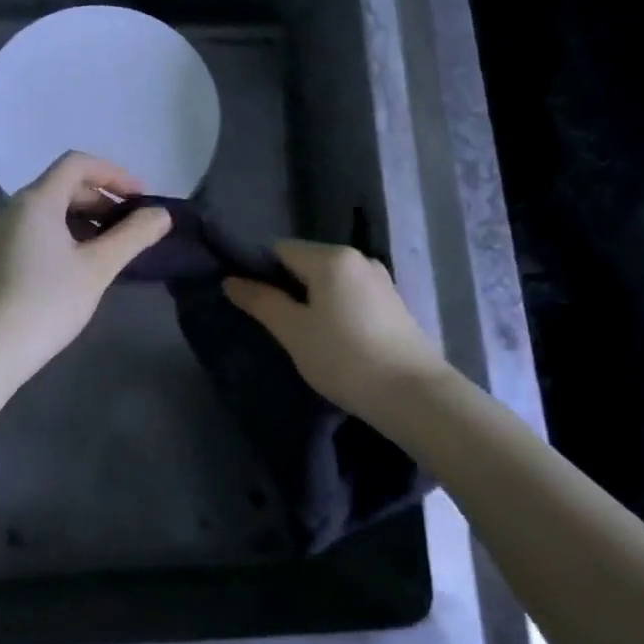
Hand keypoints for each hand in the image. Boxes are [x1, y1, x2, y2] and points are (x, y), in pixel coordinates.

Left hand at [0, 152, 171, 380]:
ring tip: (112, 247)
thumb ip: (133, 236)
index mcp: (36, 201)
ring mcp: (2, 233)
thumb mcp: (98, 268)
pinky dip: (65, 235)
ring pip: (50, 210)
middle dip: (102, 198)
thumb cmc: (47, 302)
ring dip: (85, 219)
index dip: (114, 174)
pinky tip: (82, 265)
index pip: (77, 163)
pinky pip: (37, 230)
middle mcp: (14, 208)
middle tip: (131, 226)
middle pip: (64, 185)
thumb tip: (162, 214)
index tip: (141, 199)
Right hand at [224, 240, 451, 422]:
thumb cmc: (344, 358)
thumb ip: (262, 302)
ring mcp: (379, 279)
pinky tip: (333, 337)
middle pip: (306, 261)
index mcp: (331, 257)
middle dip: (286, 286)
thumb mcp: (294, 332)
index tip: (251, 302)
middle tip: (274, 324)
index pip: (281, 249)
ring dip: (311, 299)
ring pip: (329, 280)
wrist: (413, 394)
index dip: (260, 271)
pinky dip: (334, 307)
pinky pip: (350, 293)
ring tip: (302, 334)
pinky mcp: (392, 302)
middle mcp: (357, 258)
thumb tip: (230, 281)